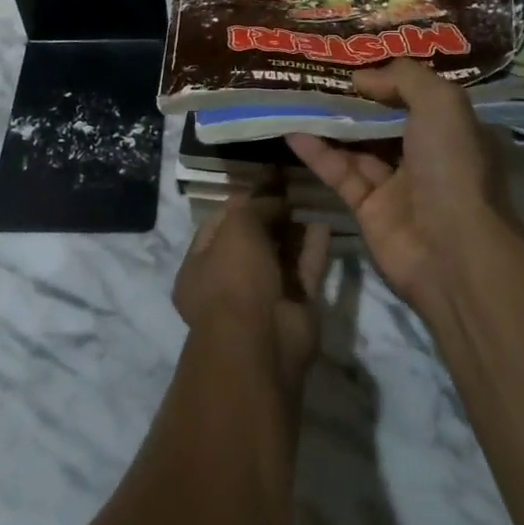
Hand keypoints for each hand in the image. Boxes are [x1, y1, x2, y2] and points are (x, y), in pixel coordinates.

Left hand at [173, 195, 331, 392]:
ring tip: (309, 200)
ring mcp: (263, 297)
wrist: (261, 343)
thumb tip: (276, 199)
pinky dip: (313, 249)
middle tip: (291, 188)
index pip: (219, 224)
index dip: (242, 201)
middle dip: (270, 215)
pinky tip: (323, 223)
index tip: (266, 181)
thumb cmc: (235, 279)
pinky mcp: (294, 308)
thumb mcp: (238, 228)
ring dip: (293, 230)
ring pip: (280, 256)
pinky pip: (304, 271)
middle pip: (252, 240)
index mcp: (199, 267)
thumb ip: (256, 207)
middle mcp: (229, 283)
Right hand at [287, 60, 516, 314]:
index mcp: (452, 129)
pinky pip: (340, 173)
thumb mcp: (441, 103)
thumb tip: (361, 77)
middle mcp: (427, 154)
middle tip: (317, 73)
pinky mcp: (368, 209)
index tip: (354, 59)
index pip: (418, 95)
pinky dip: (317, 153)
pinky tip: (292, 131)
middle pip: (384, 119)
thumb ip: (403, 78)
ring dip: (330, 122)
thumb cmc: (452, 166)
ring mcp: (397, 184)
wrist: (453, 250)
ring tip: (298, 95)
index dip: (388, 77)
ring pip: (358, 145)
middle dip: (355, 98)